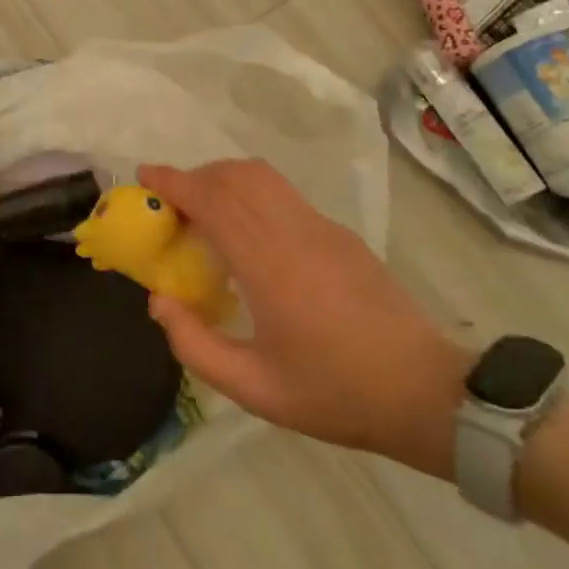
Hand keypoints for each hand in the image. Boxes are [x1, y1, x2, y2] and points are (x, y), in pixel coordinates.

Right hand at [140, 160, 466, 476]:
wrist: (424, 392)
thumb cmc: (333, 393)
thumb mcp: (253, 388)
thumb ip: (194, 344)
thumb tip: (158, 301)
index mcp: (268, 264)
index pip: (212, 199)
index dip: (173, 182)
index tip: (144, 178)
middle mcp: (293, 231)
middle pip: (235, 175)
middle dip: (194, 177)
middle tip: (171, 205)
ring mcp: (321, 228)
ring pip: (263, 177)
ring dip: (224, 180)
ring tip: (205, 214)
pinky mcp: (340, 234)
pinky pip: (284, 195)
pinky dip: (251, 194)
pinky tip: (249, 236)